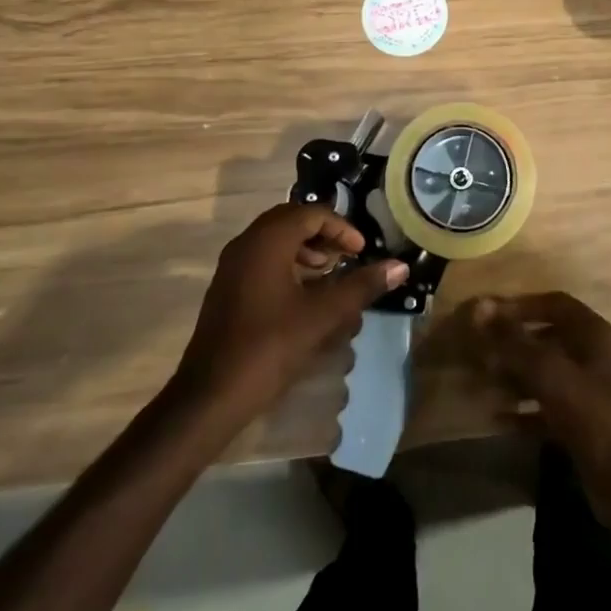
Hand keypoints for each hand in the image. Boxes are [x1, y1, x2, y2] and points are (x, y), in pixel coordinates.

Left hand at [176, 204, 405, 428]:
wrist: (209, 397)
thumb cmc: (269, 348)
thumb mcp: (322, 316)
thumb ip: (361, 287)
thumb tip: (400, 266)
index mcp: (268, 240)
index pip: (312, 213)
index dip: (341, 228)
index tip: (361, 252)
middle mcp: (247, 242)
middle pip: (292, 220)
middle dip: (323, 235)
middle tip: (346, 258)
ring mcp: (232, 265)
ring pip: (276, 239)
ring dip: (305, 249)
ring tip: (328, 275)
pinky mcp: (226, 287)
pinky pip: (262, 258)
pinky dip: (287, 264)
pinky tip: (302, 296)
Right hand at [459, 292, 610, 498]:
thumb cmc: (594, 417)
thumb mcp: (552, 375)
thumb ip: (515, 343)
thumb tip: (480, 308)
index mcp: (594, 334)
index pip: (555, 304)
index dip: (522, 305)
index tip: (490, 315)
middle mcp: (593, 357)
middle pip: (548, 338)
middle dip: (514, 343)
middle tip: (482, 350)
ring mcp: (589, 392)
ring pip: (546, 374)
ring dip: (516, 376)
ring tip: (485, 381)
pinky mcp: (583, 425)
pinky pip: (547, 408)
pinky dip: (524, 409)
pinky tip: (498, 417)